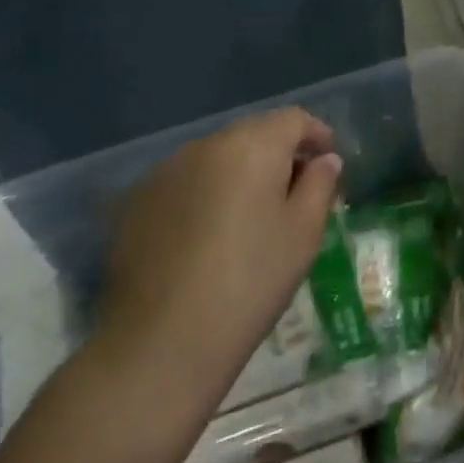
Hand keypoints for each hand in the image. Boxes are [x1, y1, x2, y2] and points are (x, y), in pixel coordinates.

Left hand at [95, 108, 342, 403]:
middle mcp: (206, 146)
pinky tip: (207, 234)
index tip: (328, 161)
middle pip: (252, 133)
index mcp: (252, 146)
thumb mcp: (303, 233)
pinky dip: (204, 194)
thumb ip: (320, 185)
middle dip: (278, 153)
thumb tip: (325, 161)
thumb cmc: (250, 281)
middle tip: (295, 190)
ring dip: (239, 173)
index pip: (293, 119)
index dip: (316, 135)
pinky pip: (184, 182)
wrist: (161, 342)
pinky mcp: (135, 203)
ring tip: (250, 215)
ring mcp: (164, 172)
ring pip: (216, 157)